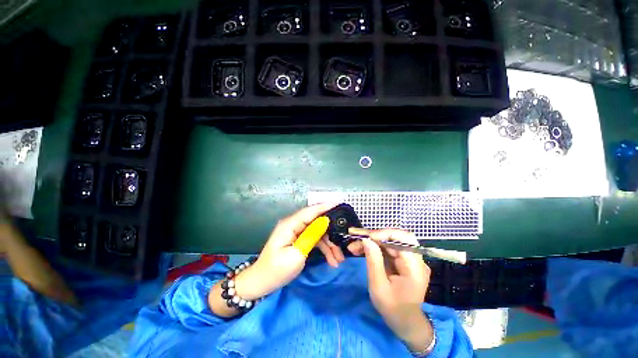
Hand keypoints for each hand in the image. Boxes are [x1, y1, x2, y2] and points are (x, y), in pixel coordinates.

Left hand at [234, 203, 337, 298]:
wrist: (261, 283)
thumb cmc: (276, 270)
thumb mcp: (296, 254)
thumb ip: (311, 236)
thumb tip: (325, 221)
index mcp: (290, 224)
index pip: (310, 211)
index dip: (325, 206)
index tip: (340, 202)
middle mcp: (294, 225)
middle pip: (317, 222)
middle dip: (331, 233)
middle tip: (344, 243)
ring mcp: (296, 232)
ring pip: (318, 232)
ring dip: (329, 244)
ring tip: (339, 259)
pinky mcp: (299, 239)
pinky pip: (314, 240)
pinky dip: (323, 248)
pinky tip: (332, 260)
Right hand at [353, 228, 434, 352]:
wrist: (405, 323)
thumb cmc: (393, 308)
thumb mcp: (379, 286)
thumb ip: (374, 261)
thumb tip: (366, 239)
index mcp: (414, 267)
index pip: (403, 239)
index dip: (384, 234)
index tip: (366, 237)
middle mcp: (415, 259)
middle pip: (394, 237)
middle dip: (374, 236)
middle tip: (356, 237)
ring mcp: (409, 259)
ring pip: (388, 241)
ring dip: (371, 241)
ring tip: (354, 246)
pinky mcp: (401, 260)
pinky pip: (387, 248)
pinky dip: (374, 247)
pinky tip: (360, 249)